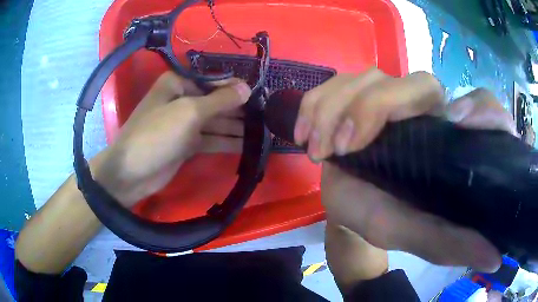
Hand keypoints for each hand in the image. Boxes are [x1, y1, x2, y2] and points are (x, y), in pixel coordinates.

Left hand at [95, 72, 250, 206]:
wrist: (132, 173)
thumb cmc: (157, 134)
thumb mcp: (189, 112)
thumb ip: (220, 100)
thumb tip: (247, 88)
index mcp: (178, 84)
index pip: (213, 81)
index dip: (236, 88)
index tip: (259, 95)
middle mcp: (182, 100)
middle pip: (215, 102)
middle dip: (238, 109)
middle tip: (265, 116)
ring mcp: (184, 124)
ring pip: (215, 122)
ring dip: (236, 126)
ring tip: (262, 130)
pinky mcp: (187, 144)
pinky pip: (211, 138)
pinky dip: (226, 141)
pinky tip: (247, 144)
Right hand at [295, 68, 515, 271]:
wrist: (349, 209)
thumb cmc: (389, 220)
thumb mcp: (422, 236)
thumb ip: (455, 245)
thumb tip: (495, 259)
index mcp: (453, 140)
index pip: (483, 106)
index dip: (481, 110)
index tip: (456, 123)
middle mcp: (429, 110)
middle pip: (418, 83)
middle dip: (375, 108)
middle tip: (345, 148)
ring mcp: (390, 94)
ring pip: (369, 76)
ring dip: (336, 110)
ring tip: (319, 150)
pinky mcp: (357, 93)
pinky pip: (334, 82)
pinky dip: (314, 105)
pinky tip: (305, 135)